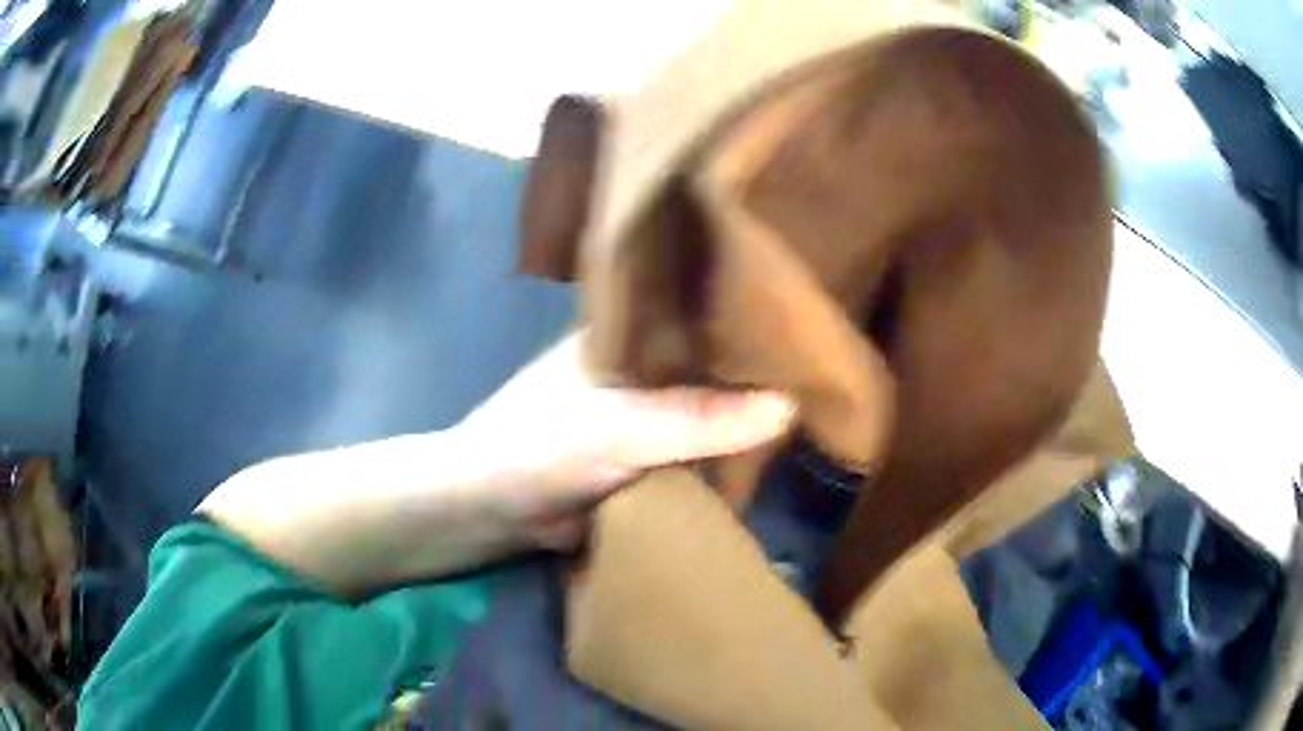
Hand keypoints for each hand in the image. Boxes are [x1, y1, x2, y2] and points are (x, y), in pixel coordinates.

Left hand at [455, 332, 795, 546]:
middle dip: (764, 366)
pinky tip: (778, 452)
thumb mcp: (616, 431)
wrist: (492, 510)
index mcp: (632, 329)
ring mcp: (651, 409)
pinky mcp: (652, 453)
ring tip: (825, 405)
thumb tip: (790, 407)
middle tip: (833, 369)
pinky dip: (733, 453)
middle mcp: (646, 361)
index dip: (754, 311)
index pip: (705, 305)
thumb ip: (696, 421)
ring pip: (715, 406)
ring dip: (753, 414)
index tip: (815, 317)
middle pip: (718, 358)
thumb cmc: (537, 448)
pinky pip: (704, 448)